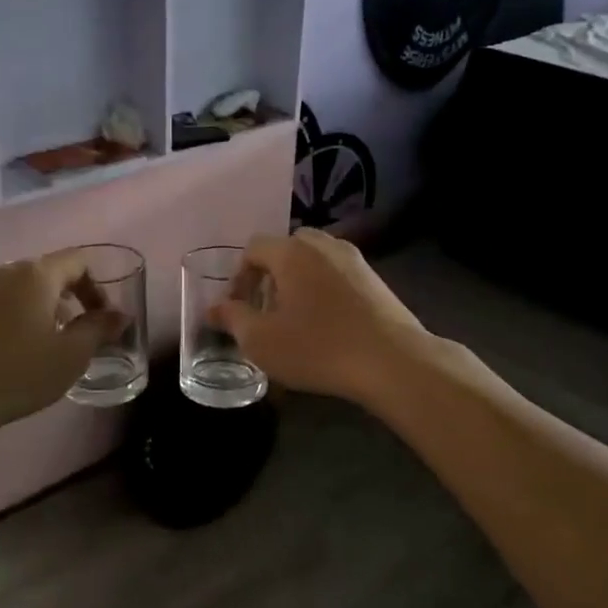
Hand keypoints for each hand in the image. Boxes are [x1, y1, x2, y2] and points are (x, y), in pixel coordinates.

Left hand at [0, 250, 125, 436]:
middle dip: (68, 298)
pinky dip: (13, 317)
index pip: (78, 261)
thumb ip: (99, 329)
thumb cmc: (17, 372)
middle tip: (76, 334)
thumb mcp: (71, 355)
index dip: (97, 287)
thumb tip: (120, 315)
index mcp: (37, 274)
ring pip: (20, 288)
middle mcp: (5, 270)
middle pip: (47, 272)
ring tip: (44, 344)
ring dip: (40, 308)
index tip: (101, 319)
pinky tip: (11, 351)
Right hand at [211, 229, 426, 406]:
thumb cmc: (318, 347)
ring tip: (294, 318)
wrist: (393, 362)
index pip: (253, 248)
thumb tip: (214, 308)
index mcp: (292, 251)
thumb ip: (233, 318)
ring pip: (314, 260)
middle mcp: (323, 245)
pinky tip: (326, 323)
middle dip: (269, 275)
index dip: (238, 277)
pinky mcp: (375, 279)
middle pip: (285, 248)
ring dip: (297, 281)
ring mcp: (354, 260)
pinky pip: (337, 274)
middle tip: (265, 309)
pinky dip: (323, 289)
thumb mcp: (262, 340)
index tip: (238, 309)